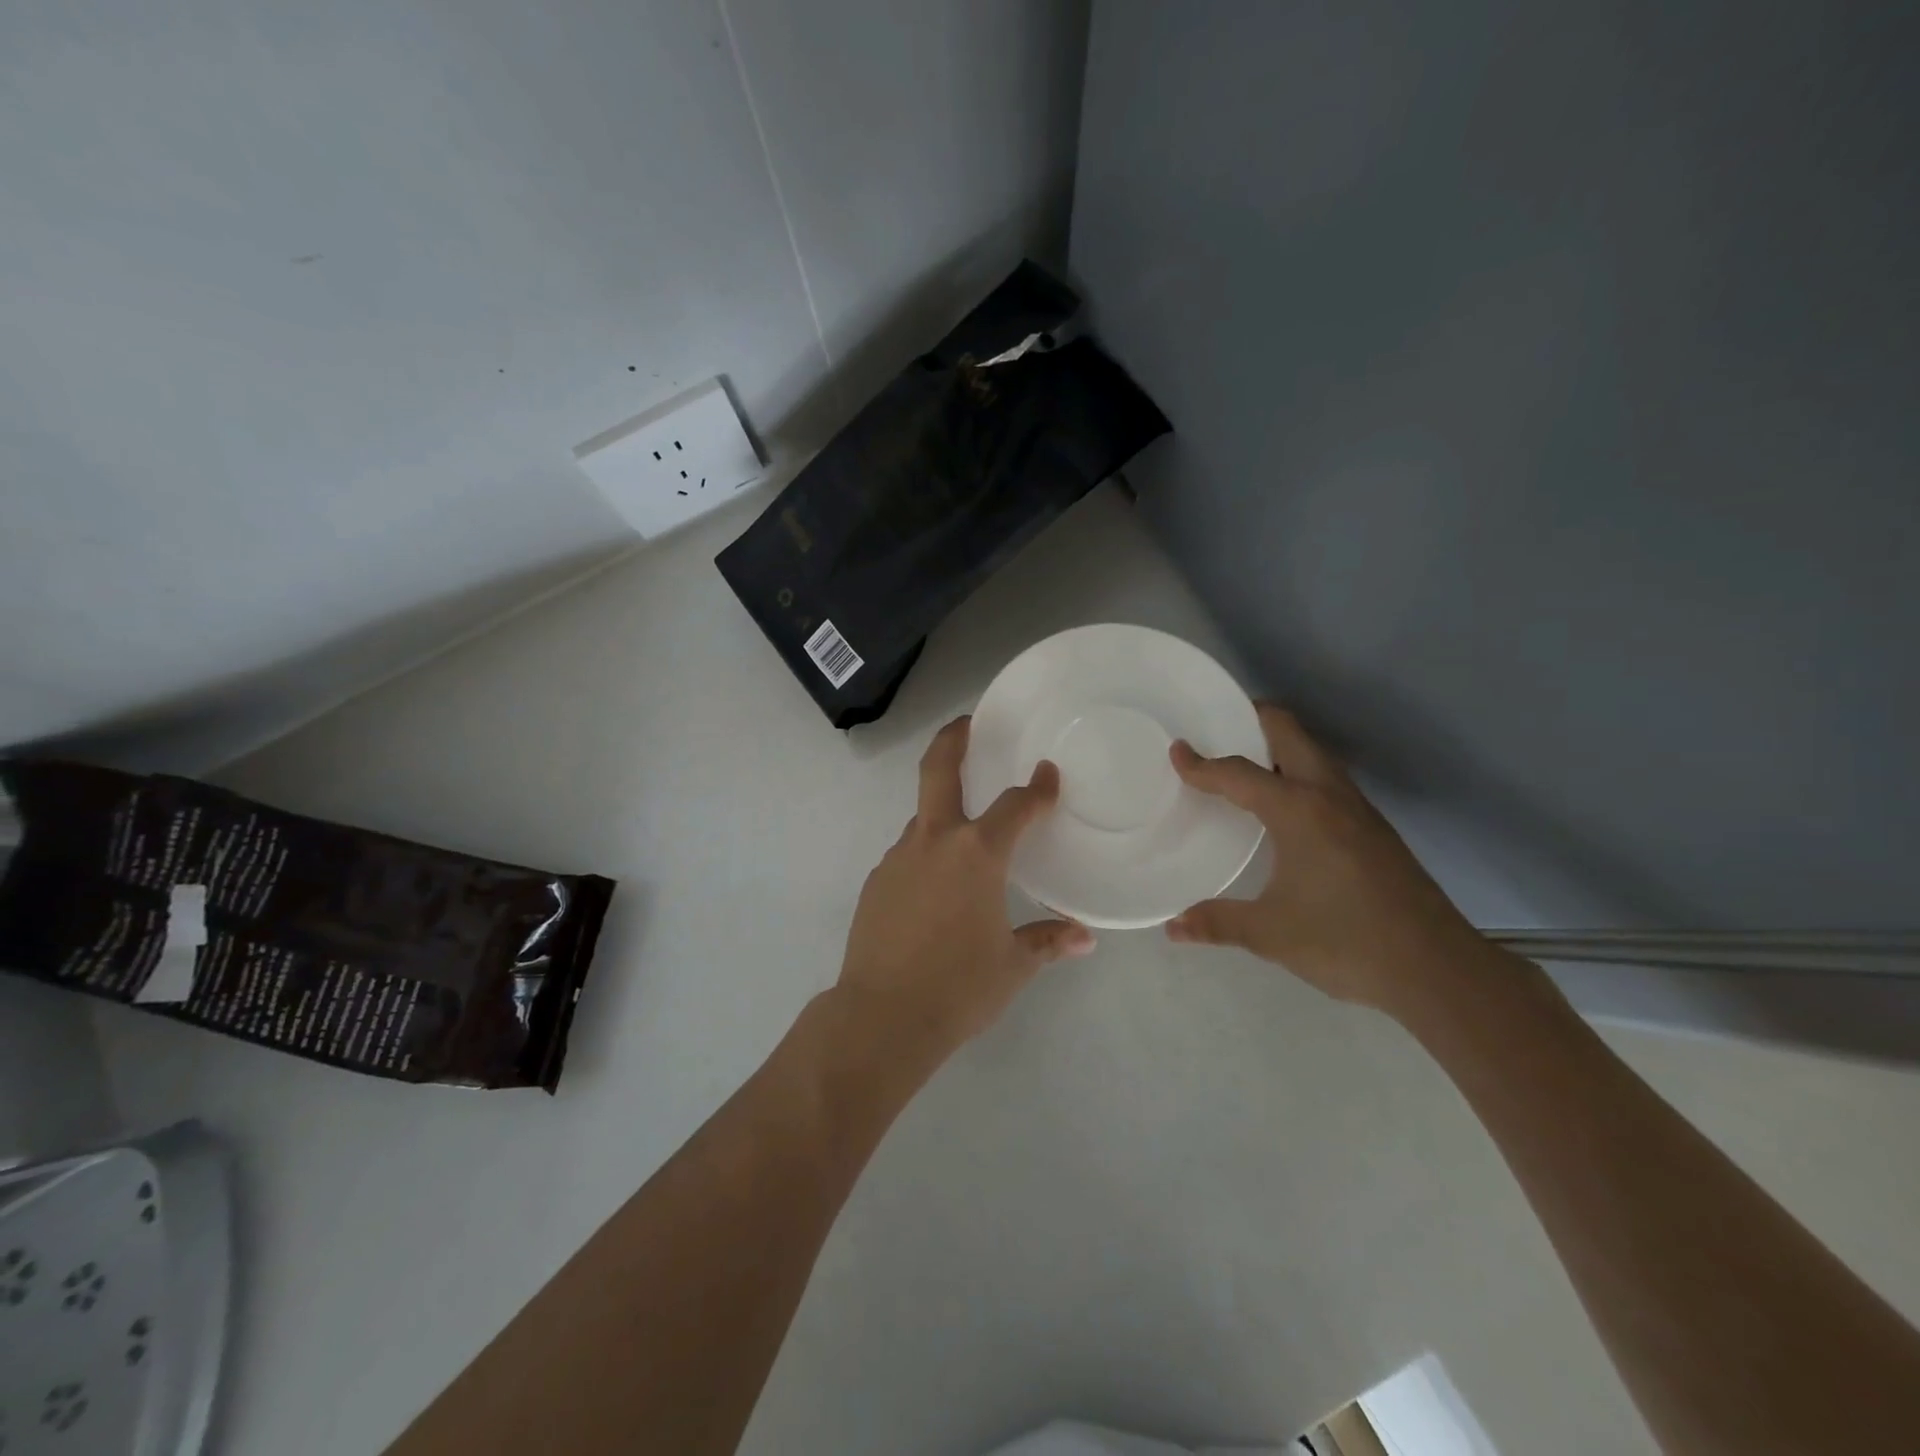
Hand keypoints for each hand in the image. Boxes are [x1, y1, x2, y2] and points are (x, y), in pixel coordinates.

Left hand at [838, 717, 1095, 1054]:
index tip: (1047, 775)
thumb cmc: (958, 987)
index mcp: (976, 854)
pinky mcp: (876, 882)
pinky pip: (907, 856)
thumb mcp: (1011, 966)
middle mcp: (934, 842)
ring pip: (922, 820)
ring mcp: (897, 859)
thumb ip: (1047, 942)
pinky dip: (925, 857)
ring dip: (942, 814)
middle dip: (953, 739)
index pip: (1015, 806)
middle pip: (938, 771)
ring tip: (963, 840)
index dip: (1036, 789)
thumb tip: (1084, 939)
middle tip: (966, 724)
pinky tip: (934, 890)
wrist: (881, 1017)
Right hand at [1165, 703, 1487, 1015]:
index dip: (1203, 764)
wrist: (1436, 969)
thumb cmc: (1345, 941)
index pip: (1239, 774)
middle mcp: (1330, 796)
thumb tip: (1172, 927)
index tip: (1177, 751)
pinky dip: (1298, 773)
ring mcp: (1358, 810)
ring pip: (1314, 754)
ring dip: (1279, 748)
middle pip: (1289, 734)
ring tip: (1244, 765)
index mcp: (1299, 811)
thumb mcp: (1271, 933)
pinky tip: (1285, 809)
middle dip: (1252, 721)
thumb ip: (1217, 922)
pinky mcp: (1374, 829)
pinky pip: (1327, 780)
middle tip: (1218, 730)